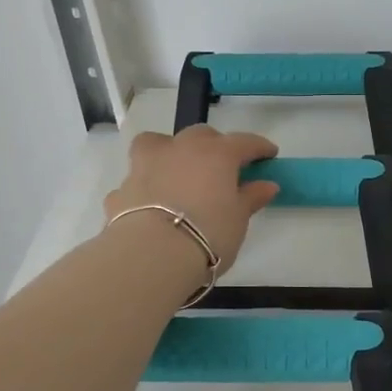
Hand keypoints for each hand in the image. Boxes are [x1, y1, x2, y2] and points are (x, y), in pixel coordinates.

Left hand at [103, 126, 280, 273]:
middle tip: (223, 166)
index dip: (259, 147)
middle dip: (214, 145)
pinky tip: (151, 204)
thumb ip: (250, 198)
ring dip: (170, 151)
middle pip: (201, 135)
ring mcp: (146, 166)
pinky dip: (146, 187)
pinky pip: (137, 180)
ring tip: (177, 170)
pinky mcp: (122, 190)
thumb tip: (267, 185)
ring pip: (157, 143)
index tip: (269, 154)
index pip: (244, 142)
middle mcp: (180, 150)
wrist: (151, 255)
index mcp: (216, 154)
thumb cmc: (208, 233)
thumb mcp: (238, 219)